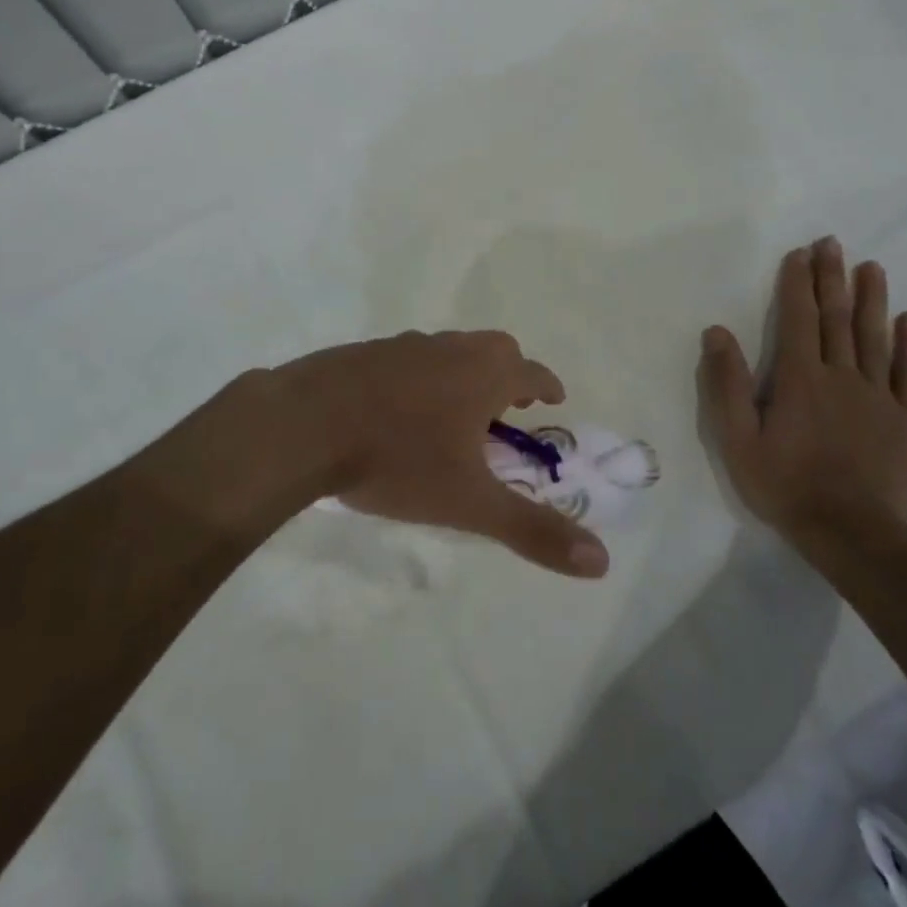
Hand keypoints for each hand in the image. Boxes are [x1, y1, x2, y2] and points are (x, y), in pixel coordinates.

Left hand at [264, 331, 610, 578]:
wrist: (304, 424)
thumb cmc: (398, 460)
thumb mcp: (469, 503)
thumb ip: (533, 531)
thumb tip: (601, 562)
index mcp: (483, 374)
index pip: (532, 373)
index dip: (547, 387)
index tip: (552, 402)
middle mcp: (449, 348)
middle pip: (494, 350)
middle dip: (508, 376)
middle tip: (505, 411)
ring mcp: (404, 345)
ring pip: (449, 351)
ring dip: (463, 374)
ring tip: (454, 415)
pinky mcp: (365, 351)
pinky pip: (408, 358)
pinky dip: (420, 377)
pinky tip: (399, 410)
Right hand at [698, 237, 906, 565]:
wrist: (852, 533)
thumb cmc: (785, 485)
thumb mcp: (737, 439)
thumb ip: (727, 384)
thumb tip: (717, 332)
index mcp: (799, 378)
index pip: (798, 318)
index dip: (797, 284)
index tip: (800, 254)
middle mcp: (840, 375)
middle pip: (836, 318)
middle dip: (832, 278)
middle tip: (833, 244)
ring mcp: (877, 396)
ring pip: (874, 336)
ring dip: (872, 299)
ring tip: (871, 267)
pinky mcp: (903, 418)